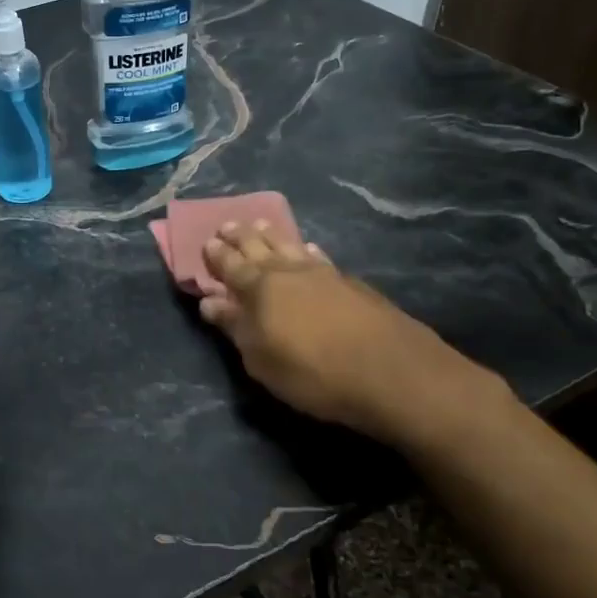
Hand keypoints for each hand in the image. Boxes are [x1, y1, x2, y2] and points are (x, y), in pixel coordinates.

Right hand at [200, 221, 509, 450]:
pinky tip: (309, 249)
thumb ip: (235, 327)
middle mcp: (289, 273)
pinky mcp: (351, 284)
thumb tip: (210, 300)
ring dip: (273, 236)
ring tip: (261, 226)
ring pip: (291, 247)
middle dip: (241, 236)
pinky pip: (320, 257)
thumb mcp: (261, 359)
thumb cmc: (311, 372)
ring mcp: (323, 274)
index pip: (231, 266)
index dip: (218, 255)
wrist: (389, 372)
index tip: (207, 242)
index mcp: (260, 289)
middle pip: (259, 248)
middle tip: (229, 224)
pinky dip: (308, 251)